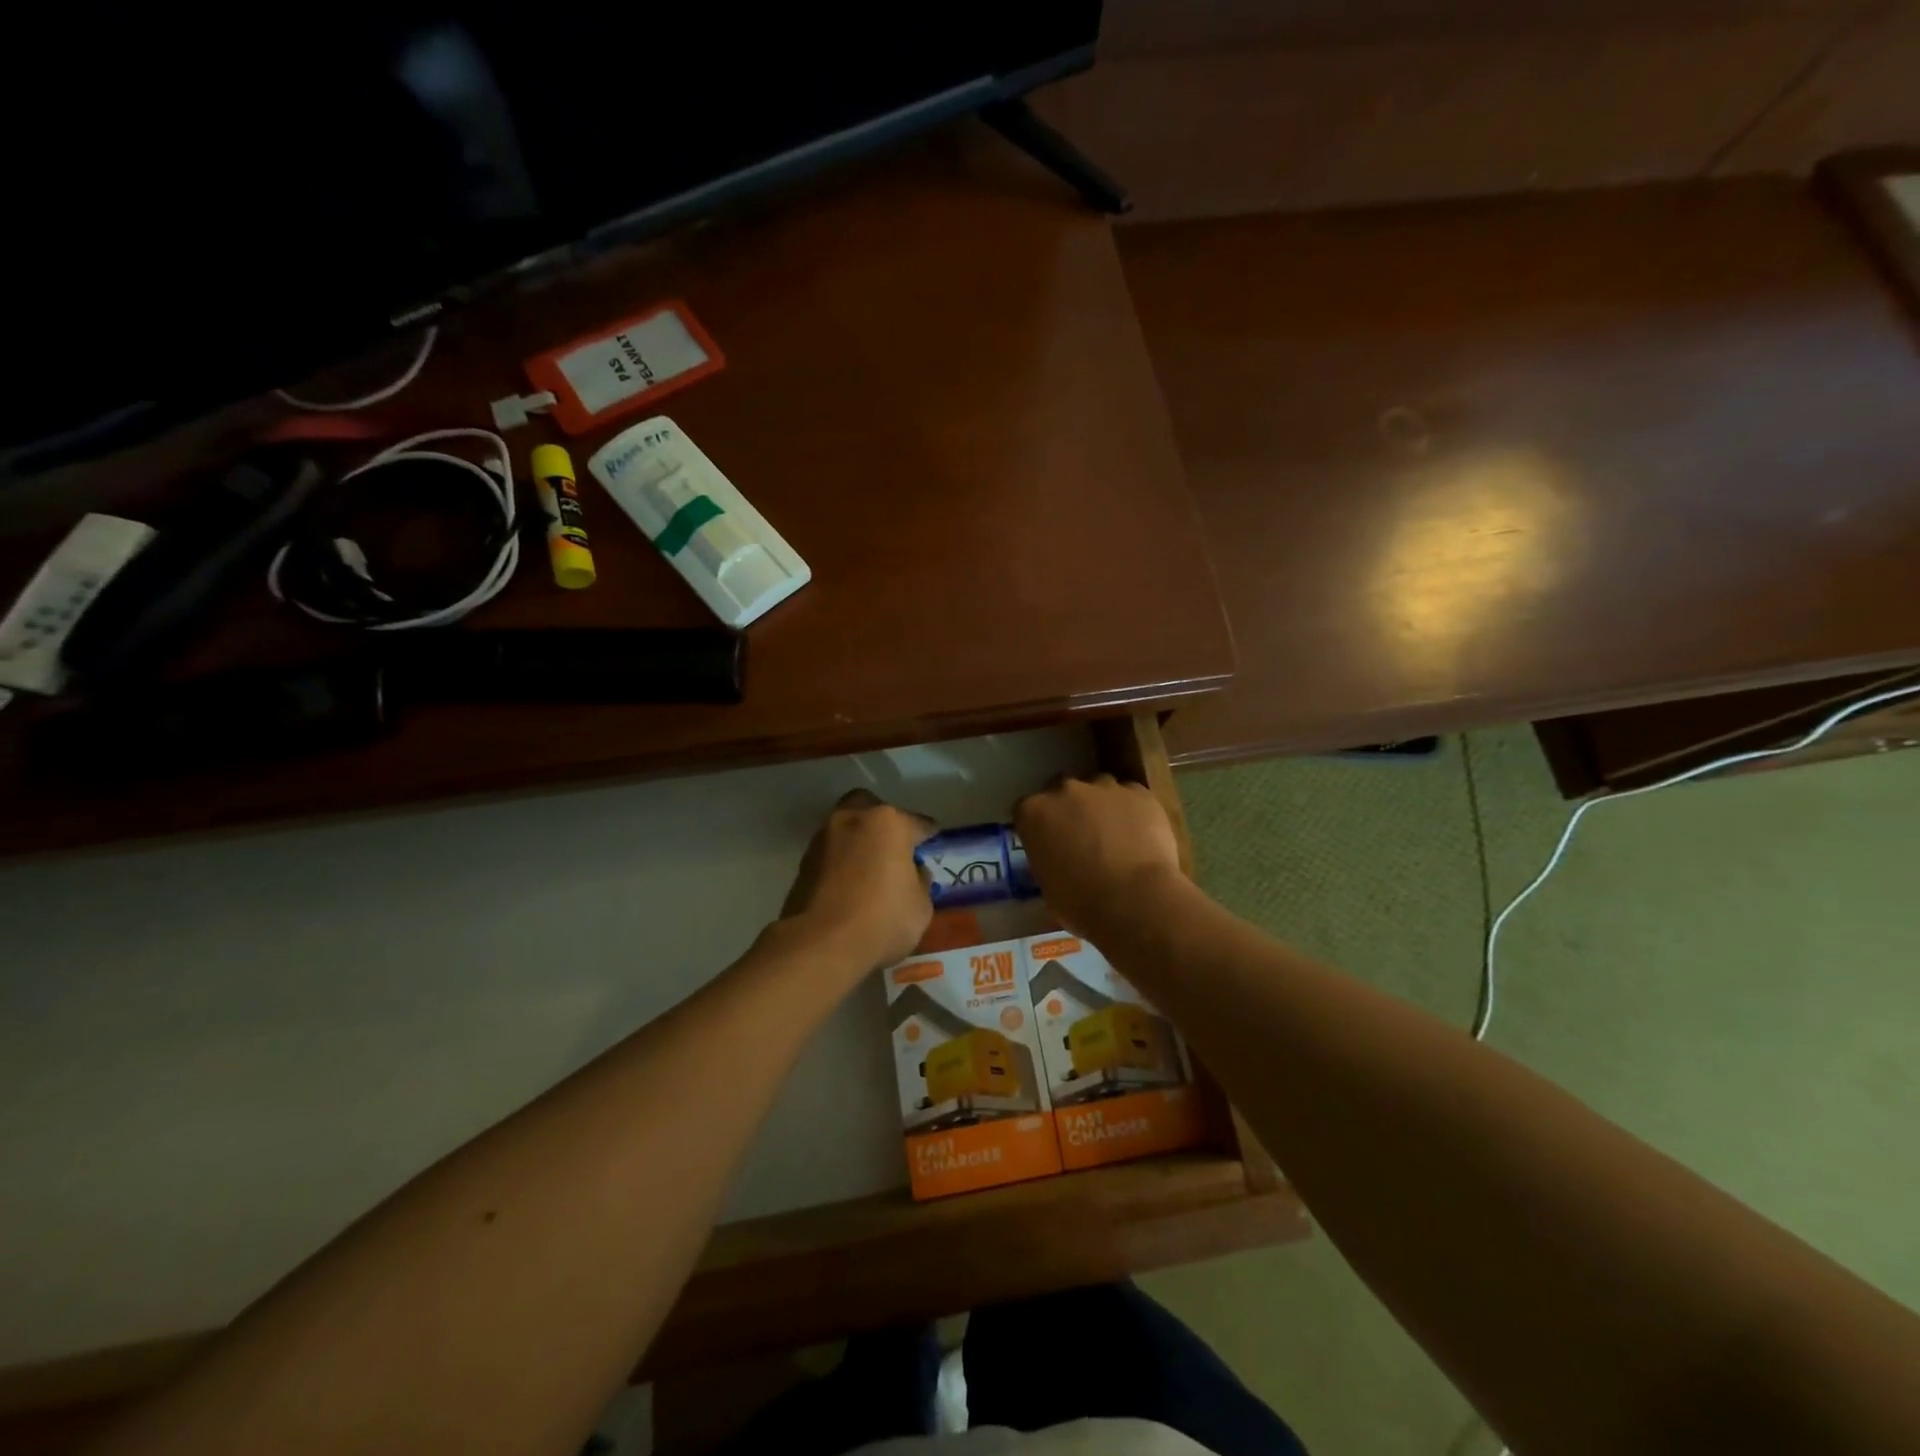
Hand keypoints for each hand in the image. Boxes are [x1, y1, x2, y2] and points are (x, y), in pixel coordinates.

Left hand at [780, 789, 934, 972]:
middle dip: (883, 821)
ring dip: (859, 841)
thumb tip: (913, 872)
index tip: (932, 841)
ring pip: (847, 827)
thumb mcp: (920, 906)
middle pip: (872, 808)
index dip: (928, 834)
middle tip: (894, 846)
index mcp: (888, 823)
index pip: (918, 822)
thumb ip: (919, 881)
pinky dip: (841, 861)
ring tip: (870, 868)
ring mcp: (824, 839)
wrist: (820, 944)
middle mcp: (853, 820)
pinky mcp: (803, 862)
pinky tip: (850, 883)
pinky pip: (831, 853)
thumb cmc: (882, 920)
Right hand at [1014, 774, 1184, 936]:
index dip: (1039, 827)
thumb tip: (1059, 862)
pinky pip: (1131, 797)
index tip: (1048, 844)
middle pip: (1062, 791)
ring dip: (1102, 807)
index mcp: (1034, 813)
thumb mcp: (1048, 888)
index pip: (1027, 810)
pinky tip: (1141, 837)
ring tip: (1116, 838)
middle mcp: (1065, 790)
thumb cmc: (1082, 905)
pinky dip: (1133, 812)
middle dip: (1069, 810)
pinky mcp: (1139, 793)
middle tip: (1082, 839)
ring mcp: (1105, 787)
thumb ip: (1049, 861)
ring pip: (1099, 789)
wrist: (1137, 902)